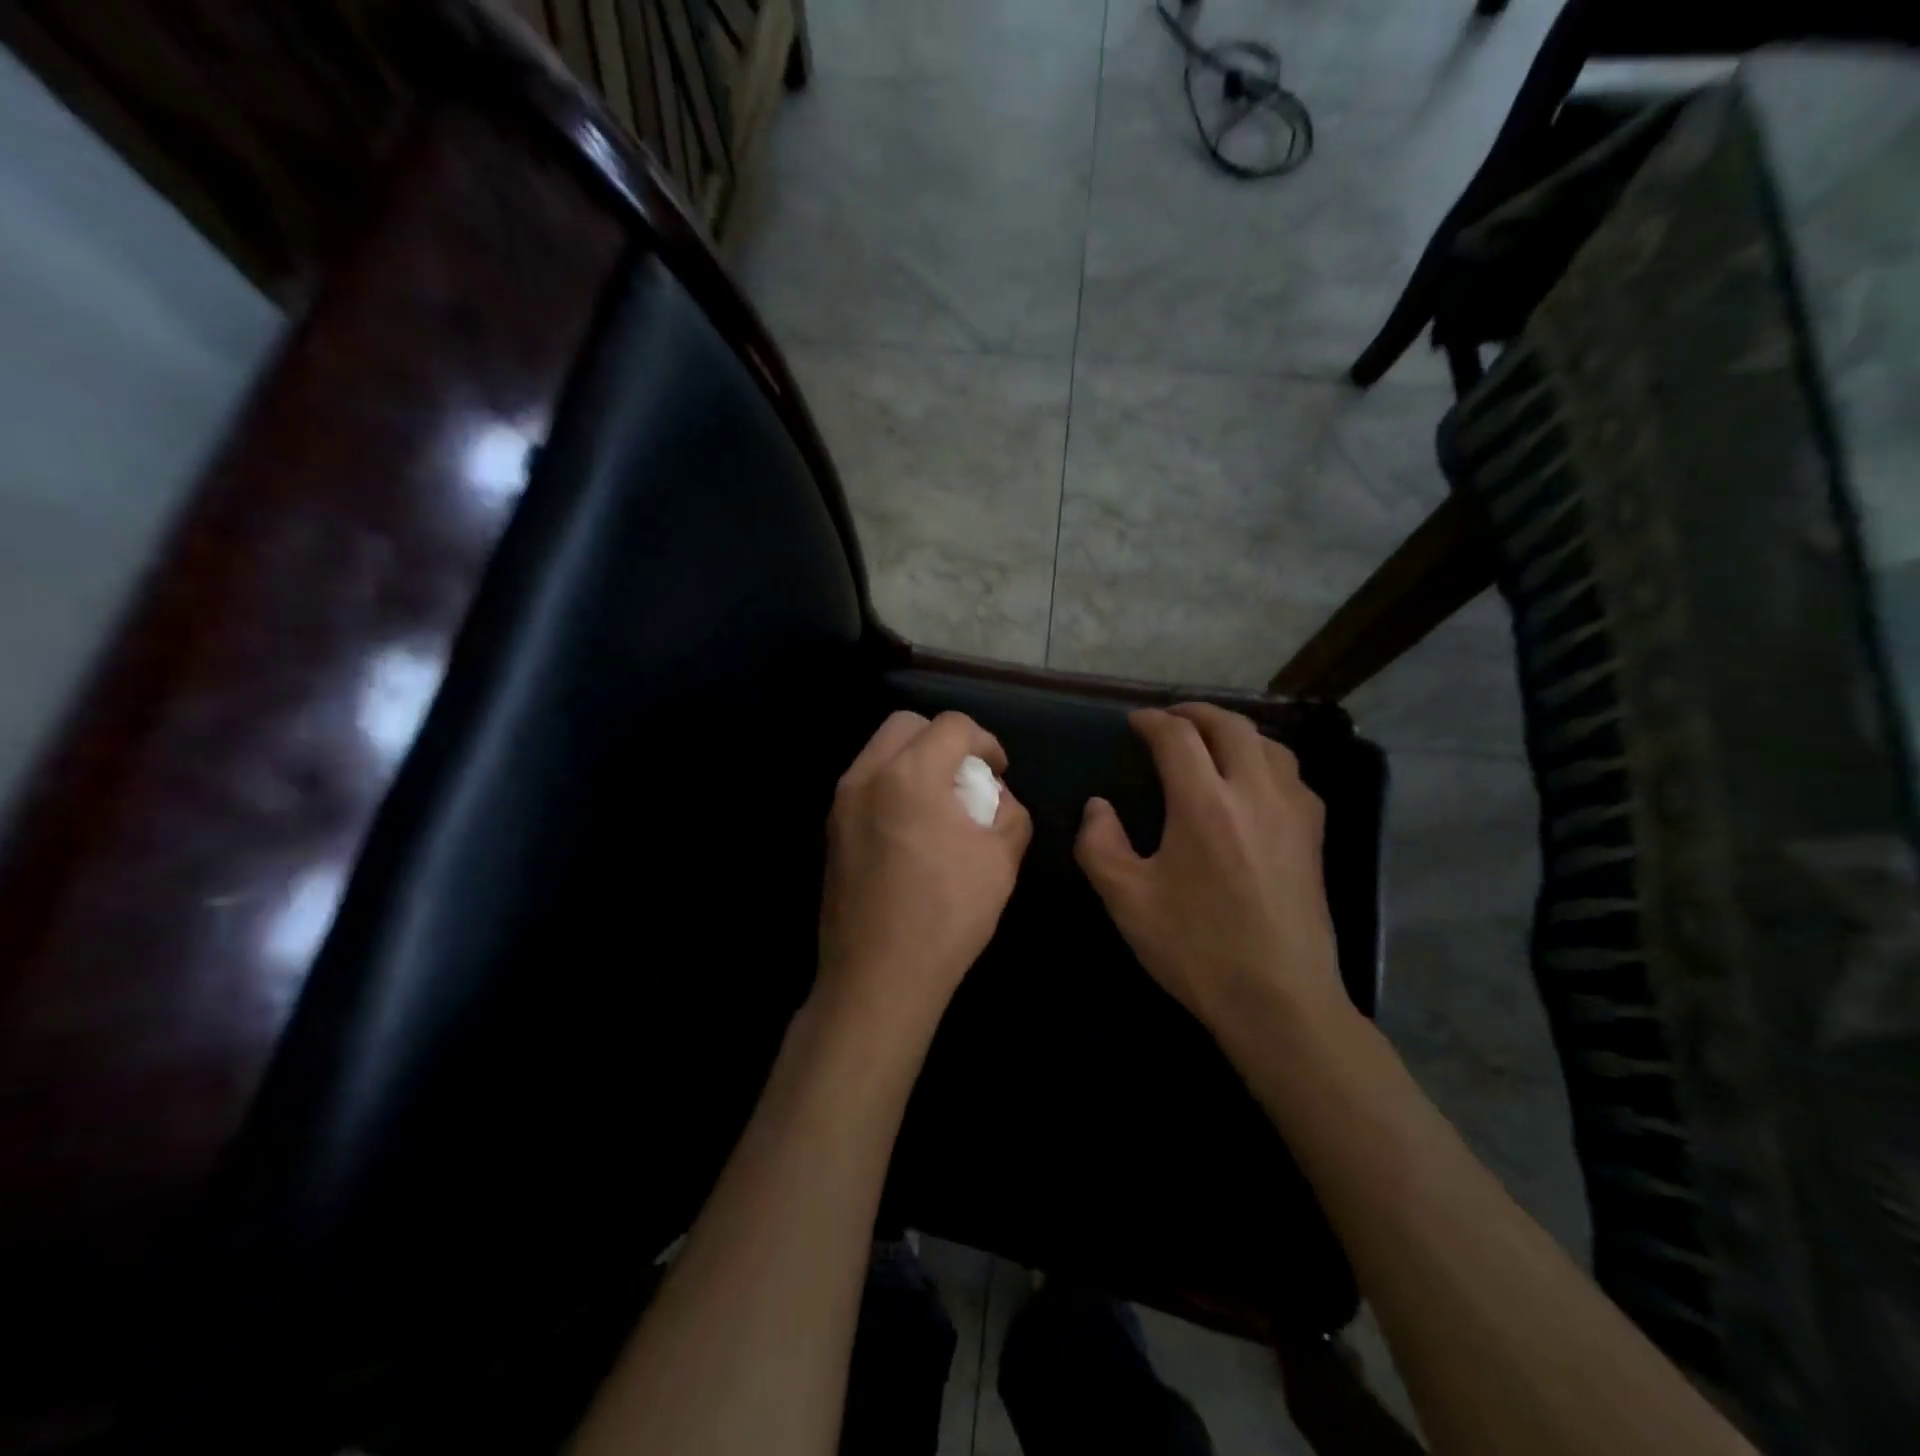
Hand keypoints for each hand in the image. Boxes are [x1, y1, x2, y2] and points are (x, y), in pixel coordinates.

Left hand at [818, 711, 1032, 1031]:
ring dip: (914, 760)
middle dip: (943, 740)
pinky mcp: (831, 829)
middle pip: (907, 725)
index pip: (953, 726)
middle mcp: (867, 775)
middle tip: (966, 777)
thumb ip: (1009, 812)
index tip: (997, 772)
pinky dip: (892, 784)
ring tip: (940, 803)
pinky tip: (912, 828)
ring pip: (880, 751)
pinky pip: (865, 782)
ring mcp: (841, 802)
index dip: (985, 742)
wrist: (878, 976)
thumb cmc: (947, 915)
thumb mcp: (1001, 860)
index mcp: (911, 774)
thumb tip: (995, 797)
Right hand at [1075, 704, 1347, 1039]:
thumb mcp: (1126, 900)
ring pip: (1269, 744)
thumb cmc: (1196, 949)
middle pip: (1230, 726)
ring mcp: (1293, 813)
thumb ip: (1099, 844)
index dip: (1152, 721)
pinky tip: (1254, 782)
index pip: (1177, 737)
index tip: (1134, 722)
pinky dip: (1265, 759)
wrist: (1280, 1000)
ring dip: (1235, 731)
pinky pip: (1291, 775)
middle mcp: (1255, 793)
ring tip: (1211, 741)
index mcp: (1205, 804)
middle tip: (1170, 718)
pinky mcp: (1314, 837)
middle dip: (1195, 712)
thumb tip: (1098, 808)